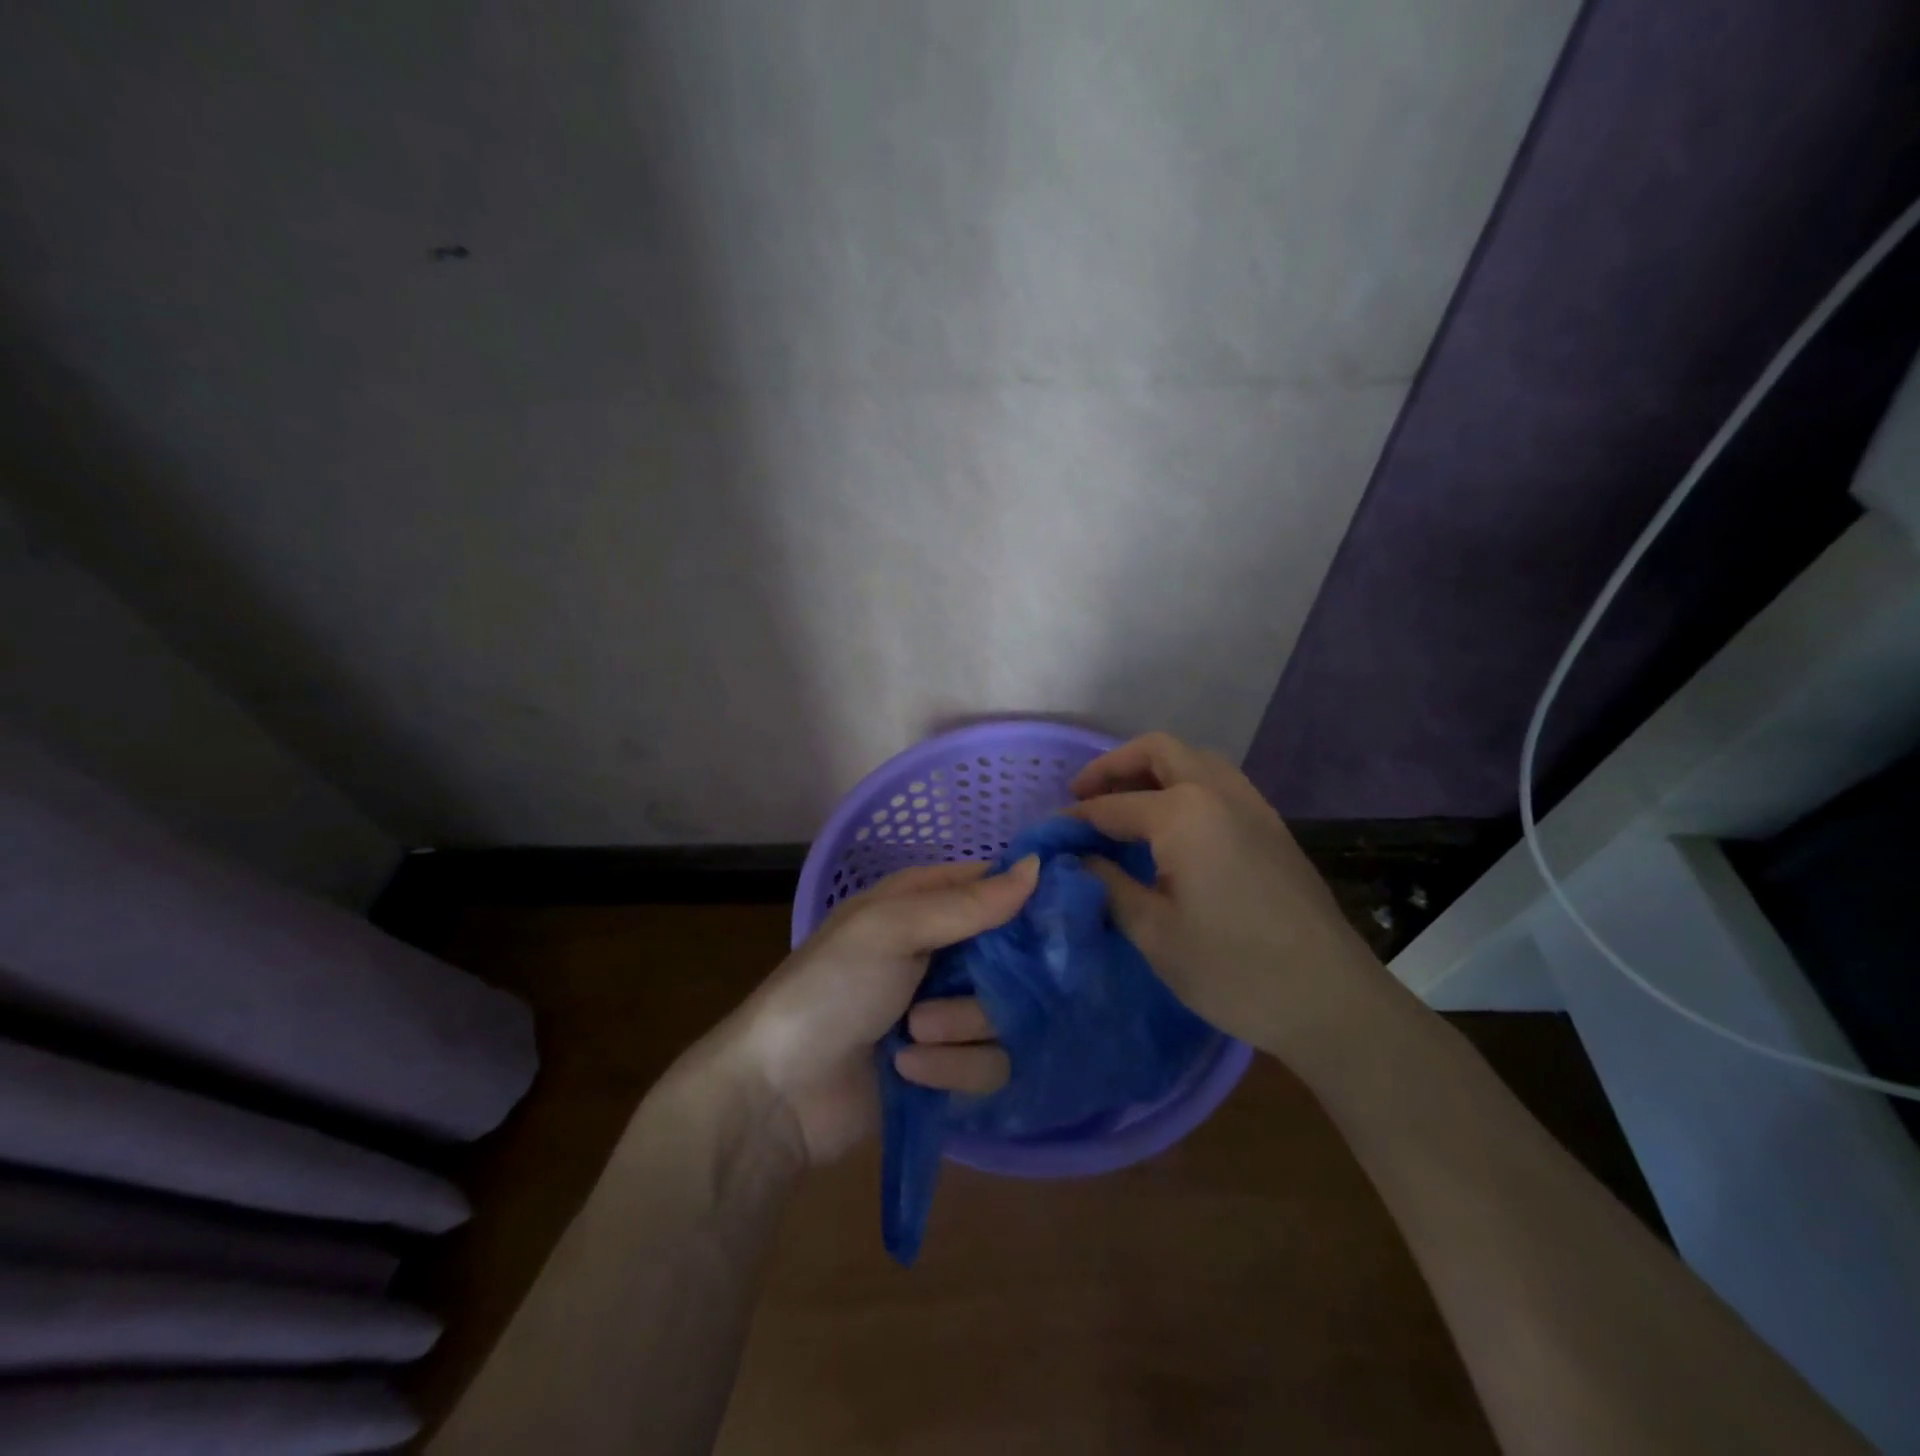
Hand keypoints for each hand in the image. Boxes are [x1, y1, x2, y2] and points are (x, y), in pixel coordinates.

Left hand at [715, 858, 1039, 1166]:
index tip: (1057, 916)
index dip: (1026, 897)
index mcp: (923, 904)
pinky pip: (990, 1063)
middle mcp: (943, 951)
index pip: (996, 885)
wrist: (779, 1095)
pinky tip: (909, 1070)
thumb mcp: (890, 930)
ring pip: (1006, 1012)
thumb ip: (966, 904)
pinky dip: (951, 1068)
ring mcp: (949, 1009)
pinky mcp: (952, 1066)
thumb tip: (1039, 866)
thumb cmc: (831, 989)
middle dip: (991, 980)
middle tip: (962, 986)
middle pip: (1014, 955)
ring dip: (960, 1027)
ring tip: (914, 1034)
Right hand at [1068, 732, 1385, 1059]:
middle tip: (1082, 796)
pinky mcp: (1272, 826)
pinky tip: (1171, 826)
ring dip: (1152, 769)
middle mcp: (1218, 792)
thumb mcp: (1154, 932)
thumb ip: (1108, 885)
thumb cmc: (1233, 969)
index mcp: (1183, 813)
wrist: (1330, 999)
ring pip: (1193, 760)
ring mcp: (1252, 805)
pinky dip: (1184, 784)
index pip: (1112, 805)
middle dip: (1113, 766)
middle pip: (1157, 751)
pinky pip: (1219, 782)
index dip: (1076, 819)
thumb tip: (1077, 861)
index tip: (1049, 834)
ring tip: (1124, 804)